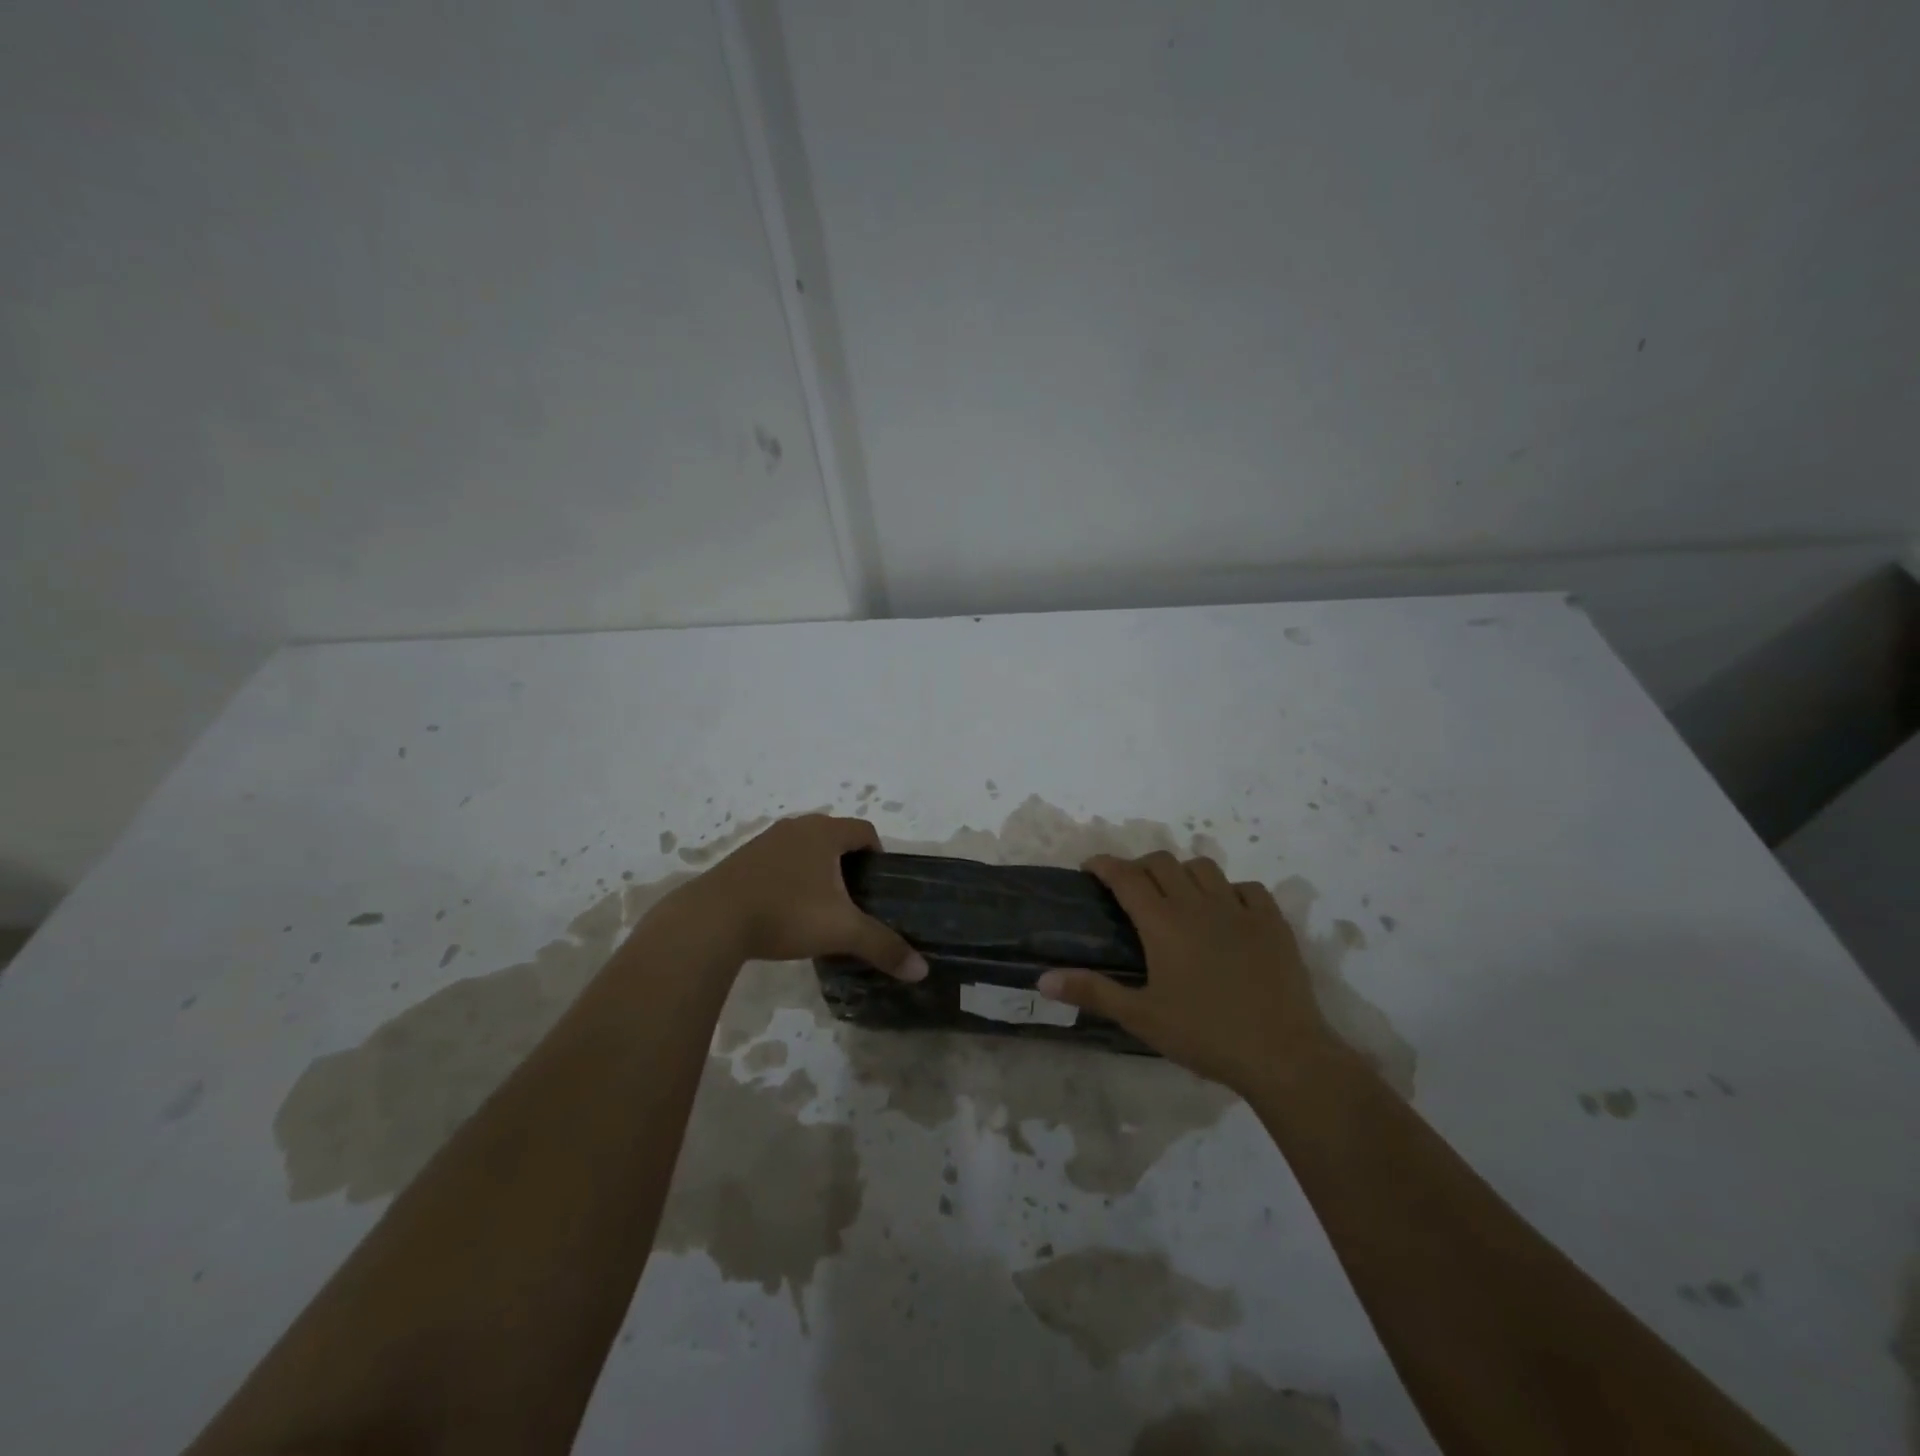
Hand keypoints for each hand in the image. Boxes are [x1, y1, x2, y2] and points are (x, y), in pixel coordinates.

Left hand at [668, 814, 927, 978]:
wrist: (711, 920)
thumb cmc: (786, 914)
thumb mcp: (841, 931)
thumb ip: (883, 947)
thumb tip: (921, 970)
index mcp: (824, 833)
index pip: (865, 831)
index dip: (878, 854)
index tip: (879, 886)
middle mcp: (796, 827)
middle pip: (835, 836)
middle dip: (849, 863)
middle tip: (855, 899)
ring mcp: (765, 841)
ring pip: (804, 848)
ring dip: (817, 869)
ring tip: (821, 907)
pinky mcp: (741, 859)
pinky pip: (779, 860)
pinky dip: (790, 877)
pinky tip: (785, 909)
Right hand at [1037, 851, 1335, 1094]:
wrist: (1281, 1053)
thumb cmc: (1204, 1035)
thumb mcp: (1141, 1018)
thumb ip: (1092, 992)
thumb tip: (1043, 979)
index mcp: (1163, 923)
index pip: (1126, 876)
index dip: (1104, 864)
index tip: (1090, 867)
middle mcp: (1197, 903)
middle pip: (1162, 862)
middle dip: (1140, 866)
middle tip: (1131, 889)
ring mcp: (1239, 908)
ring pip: (1204, 867)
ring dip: (1183, 873)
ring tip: (1177, 896)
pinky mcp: (1272, 921)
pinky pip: (1247, 887)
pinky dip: (1230, 891)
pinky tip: (1227, 912)